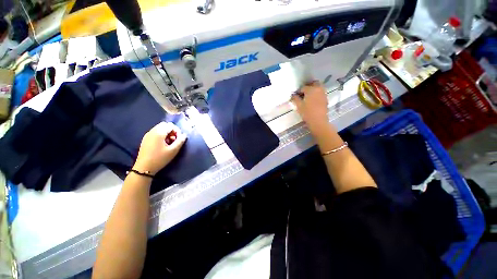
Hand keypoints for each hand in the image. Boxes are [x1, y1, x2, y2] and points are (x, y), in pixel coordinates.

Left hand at [133, 122, 186, 174]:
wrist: (144, 168)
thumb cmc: (160, 159)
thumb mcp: (173, 150)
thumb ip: (180, 141)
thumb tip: (184, 135)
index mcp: (159, 133)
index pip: (171, 125)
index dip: (177, 131)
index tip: (179, 139)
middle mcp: (152, 131)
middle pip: (165, 125)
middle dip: (172, 131)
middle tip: (174, 140)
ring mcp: (147, 135)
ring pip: (160, 128)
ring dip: (167, 133)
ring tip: (169, 143)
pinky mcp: (145, 139)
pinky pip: (155, 132)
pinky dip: (161, 135)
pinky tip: (162, 144)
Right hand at [291, 81, 329, 131]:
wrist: (318, 121)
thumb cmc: (307, 113)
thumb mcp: (299, 106)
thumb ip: (295, 99)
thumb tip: (293, 95)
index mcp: (311, 89)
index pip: (303, 87)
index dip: (298, 91)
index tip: (295, 96)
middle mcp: (318, 89)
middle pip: (313, 83)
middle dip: (308, 86)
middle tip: (303, 93)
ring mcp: (323, 93)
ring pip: (318, 87)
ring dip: (313, 89)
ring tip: (307, 97)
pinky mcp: (326, 99)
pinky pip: (320, 93)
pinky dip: (316, 94)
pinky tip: (312, 100)